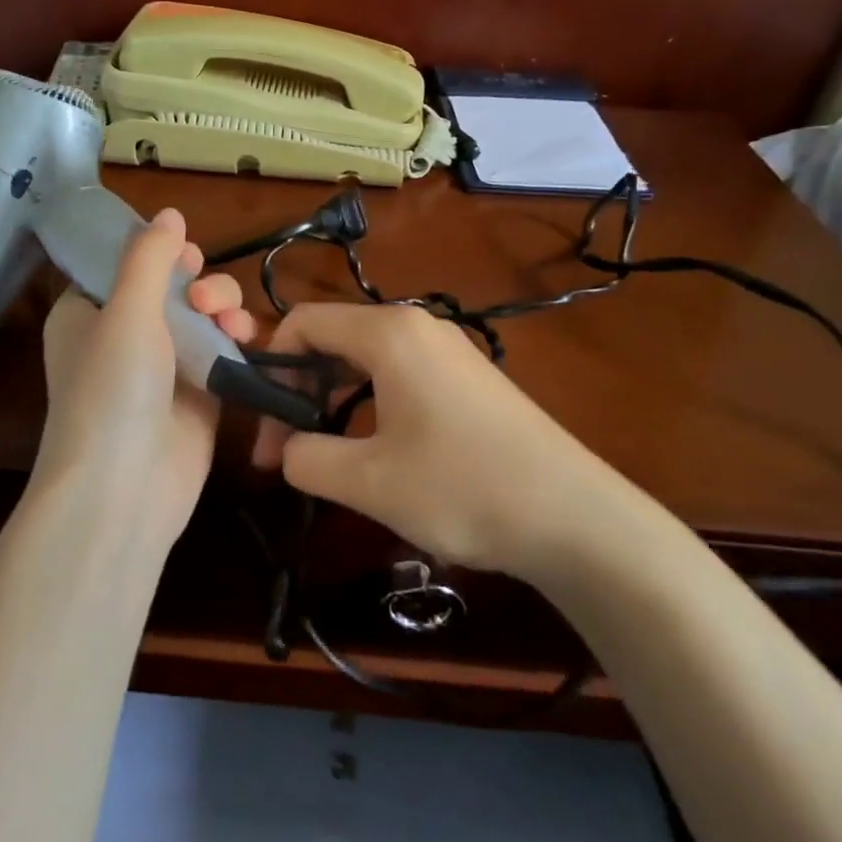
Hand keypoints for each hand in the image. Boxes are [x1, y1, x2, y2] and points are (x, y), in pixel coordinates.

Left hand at [32, 208, 254, 546]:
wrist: (125, 489)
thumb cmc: (112, 390)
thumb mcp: (125, 311)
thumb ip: (149, 257)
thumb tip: (169, 212)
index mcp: (86, 313)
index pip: (123, 265)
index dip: (156, 252)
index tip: (184, 251)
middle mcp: (123, 336)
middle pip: (171, 287)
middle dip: (198, 282)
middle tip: (204, 297)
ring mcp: (163, 367)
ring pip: (202, 316)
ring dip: (223, 307)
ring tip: (232, 322)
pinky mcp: (198, 394)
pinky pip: (222, 351)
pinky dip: (237, 340)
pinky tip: (248, 338)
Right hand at [250, 303, 629, 573]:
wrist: (576, 518)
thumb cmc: (463, 488)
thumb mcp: (367, 481)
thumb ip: (305, 458)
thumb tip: (289, 449)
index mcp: (389, 333)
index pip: (303, 323)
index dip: (269, 370)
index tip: (265, 428)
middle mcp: (418, 327)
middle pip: (333, 339)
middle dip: (298, 391)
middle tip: (286, 453)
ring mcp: (449, 350)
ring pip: (365, 360)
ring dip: (332, 403)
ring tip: (325, 458)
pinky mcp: (469, 379)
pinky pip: (399, 376)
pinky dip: (369, 405)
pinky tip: (374, 453)